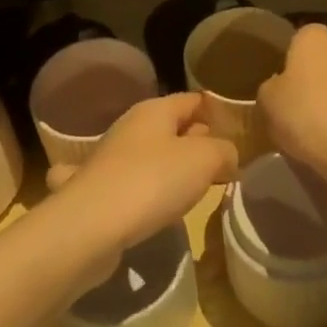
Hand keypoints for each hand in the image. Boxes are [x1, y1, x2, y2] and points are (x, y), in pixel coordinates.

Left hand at [42, 93, 236, 284]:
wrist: (91, 226)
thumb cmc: (152, 181)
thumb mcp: (205, 160)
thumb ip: (224, 151)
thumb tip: (226, 156)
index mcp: (154, 110)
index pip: (191, 100)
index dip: (214, 111)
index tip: (234, 132)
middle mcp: (130, 128)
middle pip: (171, 127)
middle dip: (195, 142)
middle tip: (220, 165)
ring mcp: (110, 160)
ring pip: (150, 155)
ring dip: (170, 168)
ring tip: (193, 188)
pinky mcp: (99, 191)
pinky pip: (131, 184)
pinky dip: (145, 190)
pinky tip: (152, 206)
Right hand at [258, 23, 326, 190]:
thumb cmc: (305, 115)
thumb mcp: (267, 102)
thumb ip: (272, 87)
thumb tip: (280, 87)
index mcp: (314, 40)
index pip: (302, 36)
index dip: (292, 57)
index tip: (283, 81)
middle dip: (316, 77)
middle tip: (299, 106)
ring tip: (320, 129)